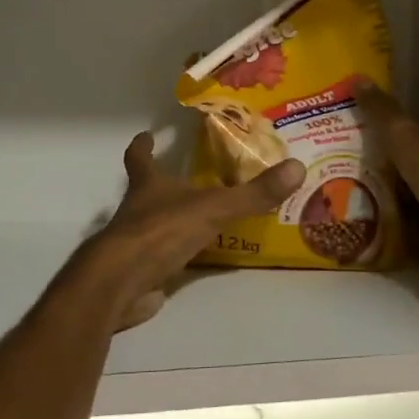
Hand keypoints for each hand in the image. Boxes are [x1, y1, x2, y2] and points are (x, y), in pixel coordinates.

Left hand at [73, 131, 304, 331]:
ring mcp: (135, 244)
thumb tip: (297, 167)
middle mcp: (137, 210)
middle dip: (163, 185)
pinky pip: (162, 260)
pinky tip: (199, 261)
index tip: (146, 135)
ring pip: (154, 226)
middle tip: (190, 179)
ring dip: (173, 222)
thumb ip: (253, 193)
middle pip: (146, 191)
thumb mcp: (213, 208)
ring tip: (204, 220)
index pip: (139, 158)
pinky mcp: (139, 273)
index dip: (142, 146)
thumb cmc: (161, 233)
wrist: (121, 284)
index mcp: (148, 186)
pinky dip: (177, 258)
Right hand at [354, 82, 418, 275]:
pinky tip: (368, 223)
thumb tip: (357, 77)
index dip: (382, 128)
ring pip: (406, 191)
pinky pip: (408, 220)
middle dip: (380, 163)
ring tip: (347, 196)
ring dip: (384, 193)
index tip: (353, 132)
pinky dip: (392, 220)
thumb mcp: (404, 137)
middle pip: (406, 161)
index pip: (408, 129)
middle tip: (341, 167)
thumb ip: (382, 112)